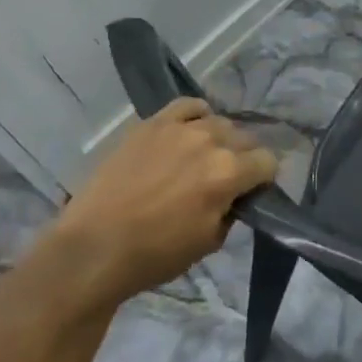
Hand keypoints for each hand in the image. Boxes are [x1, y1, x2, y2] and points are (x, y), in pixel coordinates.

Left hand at [56, 98, 277, 305]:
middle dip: (243, 158)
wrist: (93, 248)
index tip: (252, 192)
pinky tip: (190, 130)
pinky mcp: (152, 124)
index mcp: (229, 173)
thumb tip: (235, 197)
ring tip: (204, 157)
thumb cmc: (154, 255)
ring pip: (219, 121)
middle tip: (227, 179)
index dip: (263, 179)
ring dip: (220, 139)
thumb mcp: (209, 242)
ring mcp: (180, 128)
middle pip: (246, 138)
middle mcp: (211, 141)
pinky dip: (196, 116)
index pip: (268, 162)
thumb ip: (231, 211)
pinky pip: (187, 105)